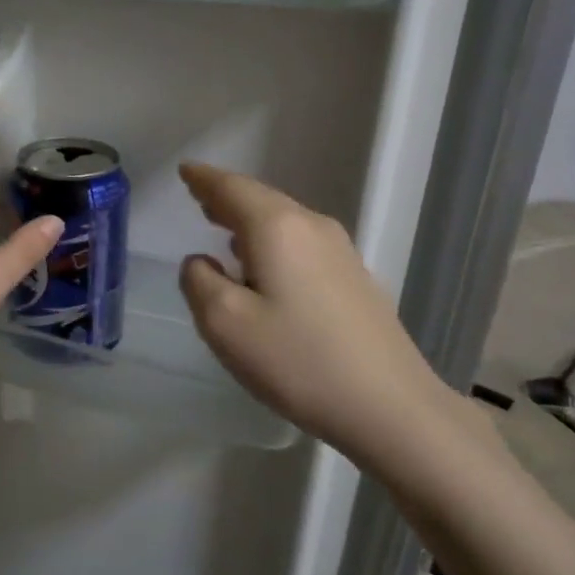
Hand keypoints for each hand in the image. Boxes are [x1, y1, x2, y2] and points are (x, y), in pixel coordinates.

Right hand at [177, 162, 471, 463]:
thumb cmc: (297, 361)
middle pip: (261, 200)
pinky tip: (266, 264)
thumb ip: (200, 283)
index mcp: (277, 228)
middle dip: (227, 197)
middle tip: (199, 195)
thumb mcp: (226, 325)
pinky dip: (273, 242)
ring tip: (224, 228)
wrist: (388, 405)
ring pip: (284, 222)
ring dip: (250, 221)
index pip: (232, 188)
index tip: (185, 169)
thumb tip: (200, 262)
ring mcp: (340, 252)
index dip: (204, 178)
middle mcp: (312, 227)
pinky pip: (301, 244)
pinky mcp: (355, 279)